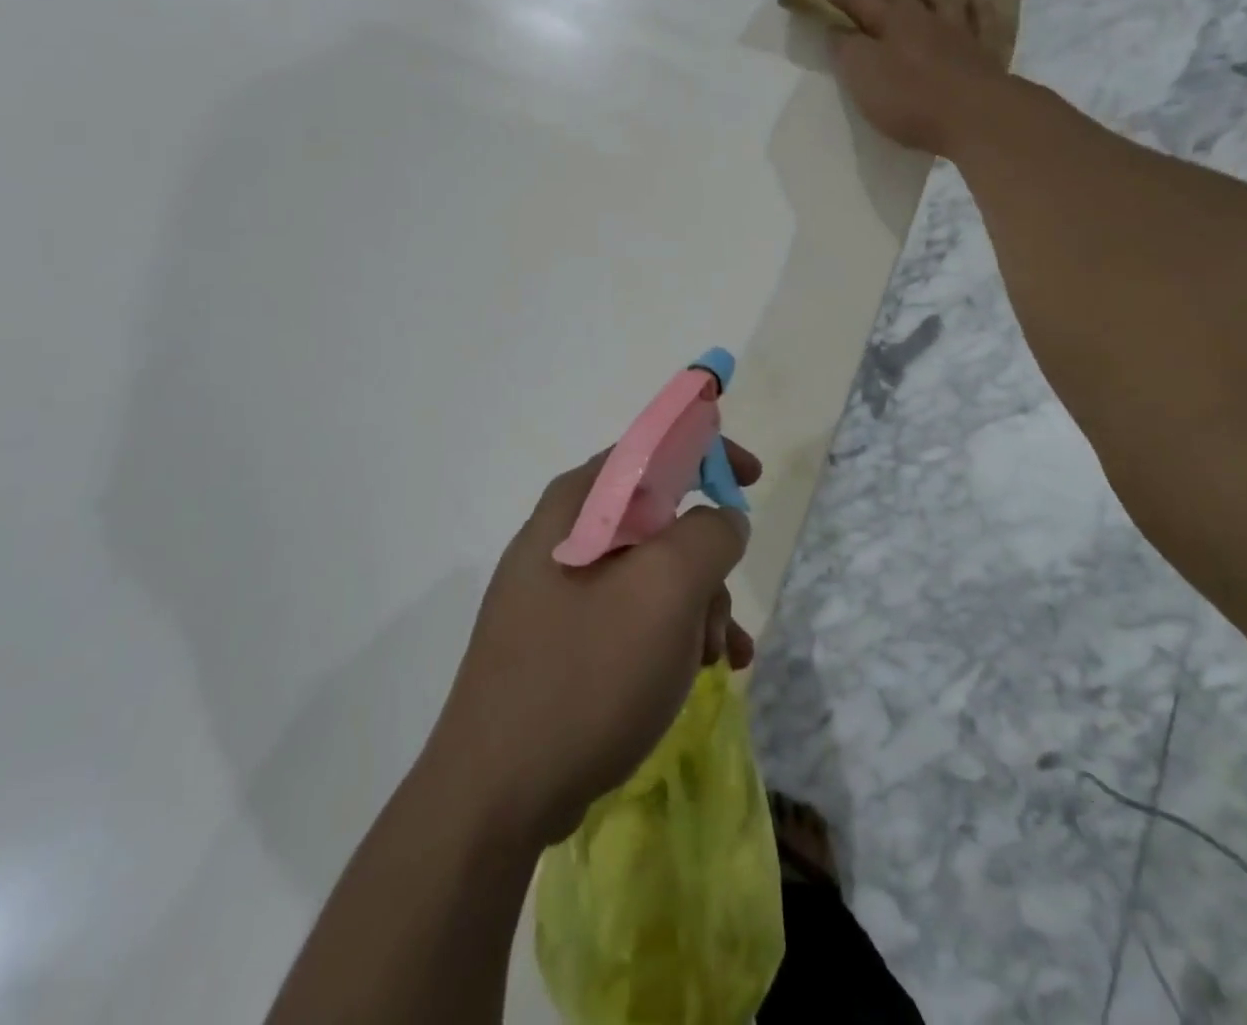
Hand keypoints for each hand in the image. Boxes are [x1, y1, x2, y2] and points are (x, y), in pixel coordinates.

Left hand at [423, 445, 761, 849]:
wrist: (496, 797)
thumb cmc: (585, 675)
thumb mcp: (664, 592)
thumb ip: (707, 536)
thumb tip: (722, 519)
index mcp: (574, 507)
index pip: (647, 449)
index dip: (704, 451)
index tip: (750, 478)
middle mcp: (561, 539)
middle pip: (656, 519)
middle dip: (705, 561)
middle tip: (722, 612)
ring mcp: (557, 594)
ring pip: (650, 574)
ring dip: (697, 606)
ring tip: (717, 658)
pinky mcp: (562, 641)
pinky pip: (632, 617)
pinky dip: (673, 635)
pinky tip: (702, 672)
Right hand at [810, 0, 1015, 158]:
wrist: (973, 115)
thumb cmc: (909, 98)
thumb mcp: (862, 74)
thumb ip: (846, 49)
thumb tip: (834, 28)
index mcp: (890, 23)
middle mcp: (923, 19)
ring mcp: (956, 32)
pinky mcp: (981, 53)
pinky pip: (980, 20)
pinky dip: (977, 6)